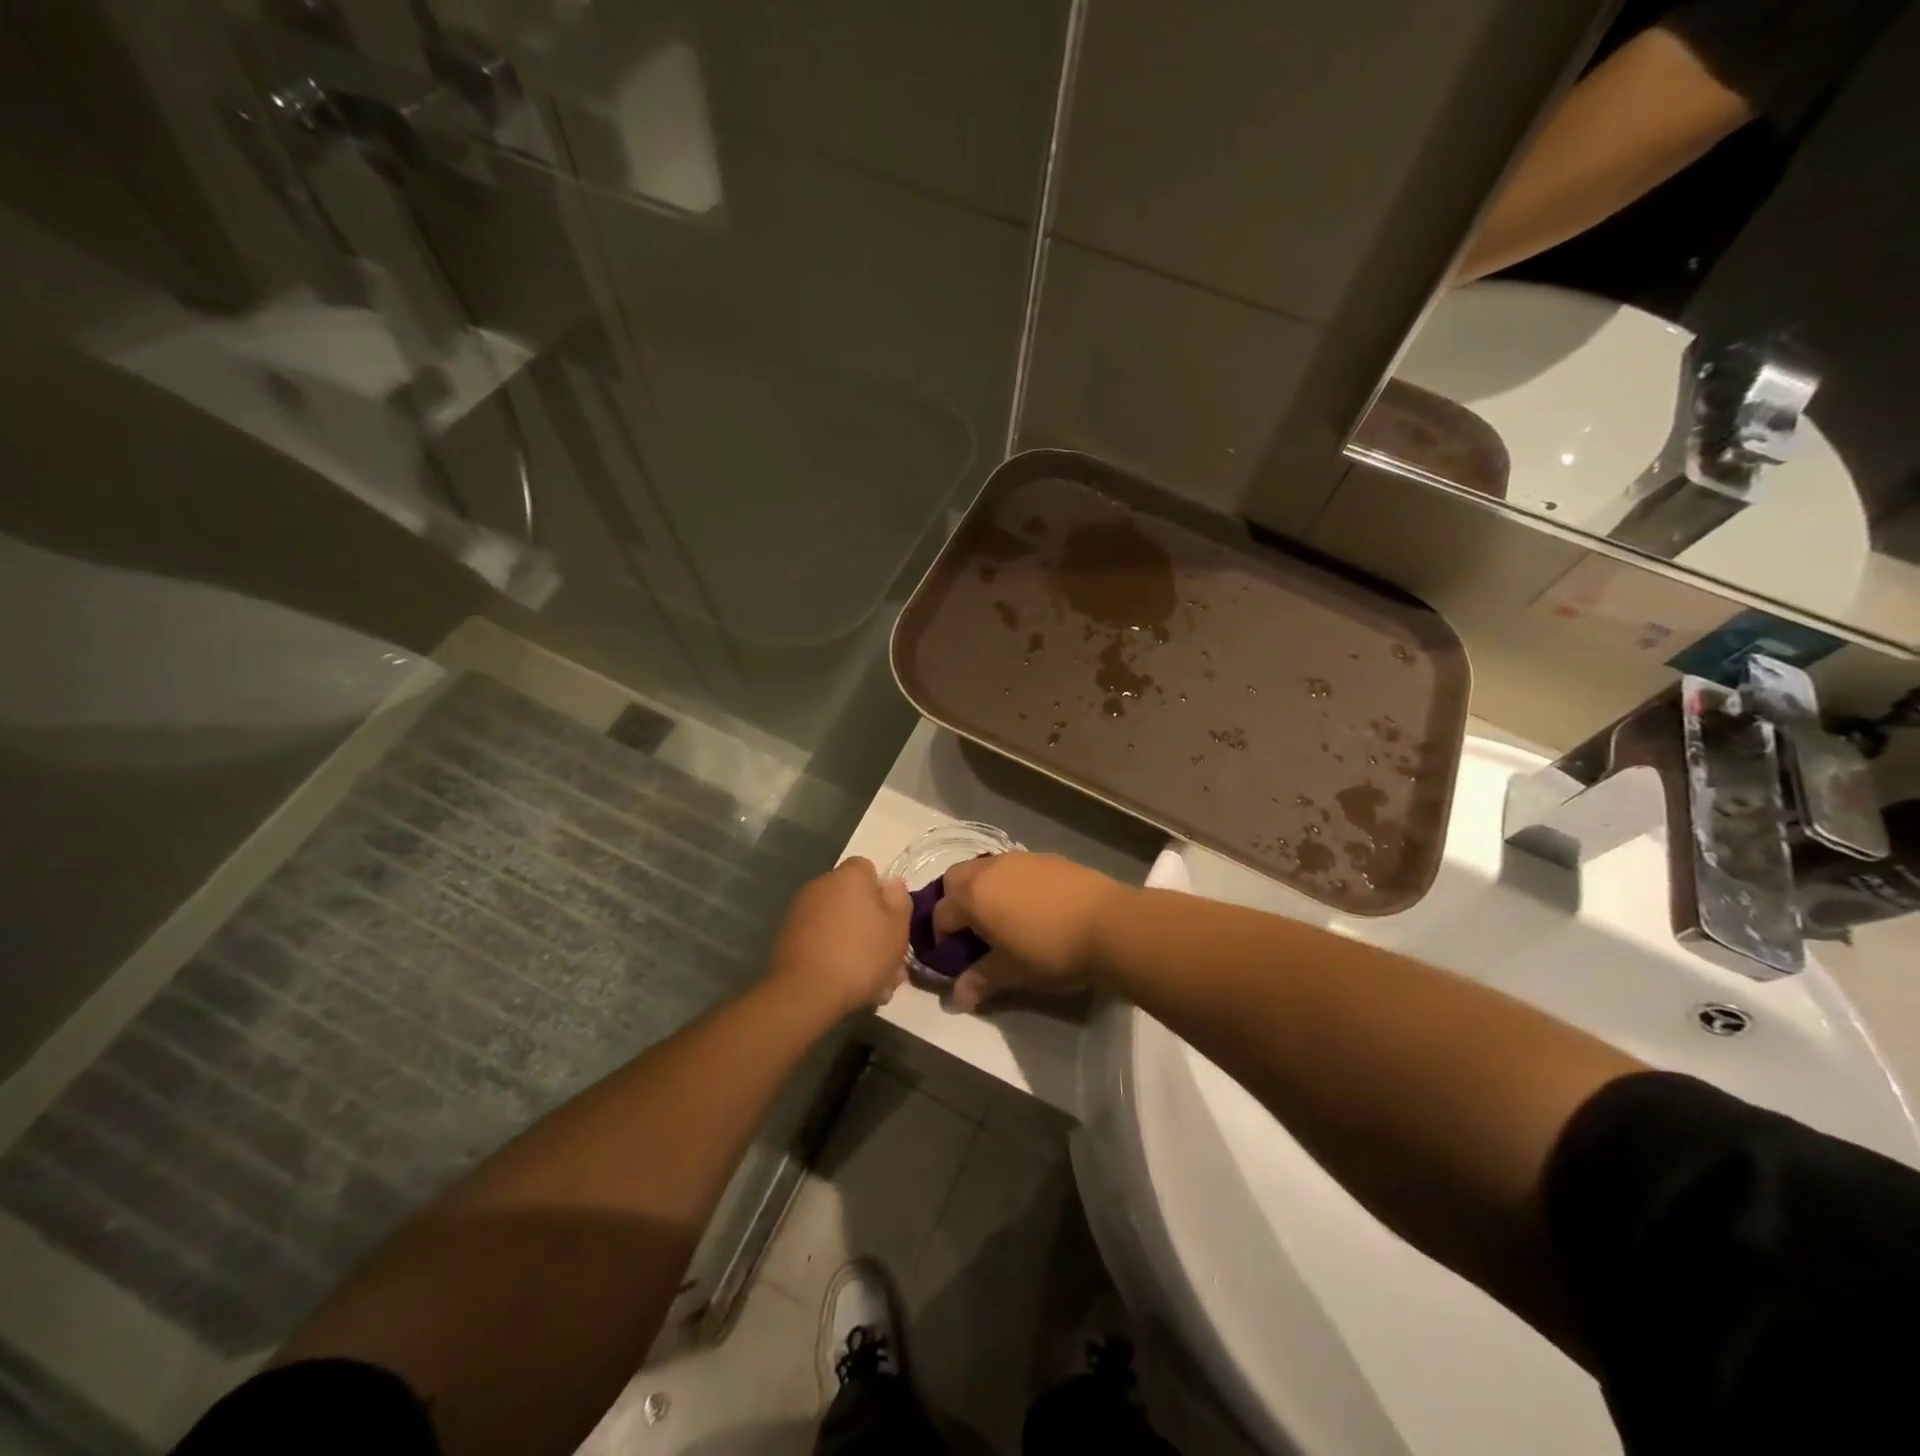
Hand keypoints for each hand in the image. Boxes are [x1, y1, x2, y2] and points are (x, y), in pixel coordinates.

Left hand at [767, 858, 910, 1018]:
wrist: (806, 992)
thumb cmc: (861, 954)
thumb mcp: (898, 927)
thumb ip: (899, 900)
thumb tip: (891, 885)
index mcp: (849, 876)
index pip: (868, 870)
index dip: (883, 894)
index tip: (891, 920)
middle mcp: (821, 885)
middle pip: (853, 899)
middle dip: (870, 925)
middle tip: (886, 959)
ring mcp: (800, 911)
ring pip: (838, 924)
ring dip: (853, 944)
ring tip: (870, 981)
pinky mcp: (787, 937)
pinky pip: (820, 941)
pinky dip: (832, 956)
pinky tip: (844, 984)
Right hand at [930, 853, 1128, 1011]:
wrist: (1110, 924)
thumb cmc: (1052, 951)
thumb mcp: (1013, 972)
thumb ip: (981, 980)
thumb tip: (959, 998)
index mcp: (973, 895)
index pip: (941, 913)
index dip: (942, 938)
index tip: (955, 959)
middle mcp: (991, 869)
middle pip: (956, 879)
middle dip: (955, 902)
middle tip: (972, 932)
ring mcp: (1021, 858)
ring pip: (987, 869)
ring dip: (984, 889)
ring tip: (1004, 919)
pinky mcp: (1049, 857)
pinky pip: (1016, 867)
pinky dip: (1012, 883)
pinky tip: (1034, 908)